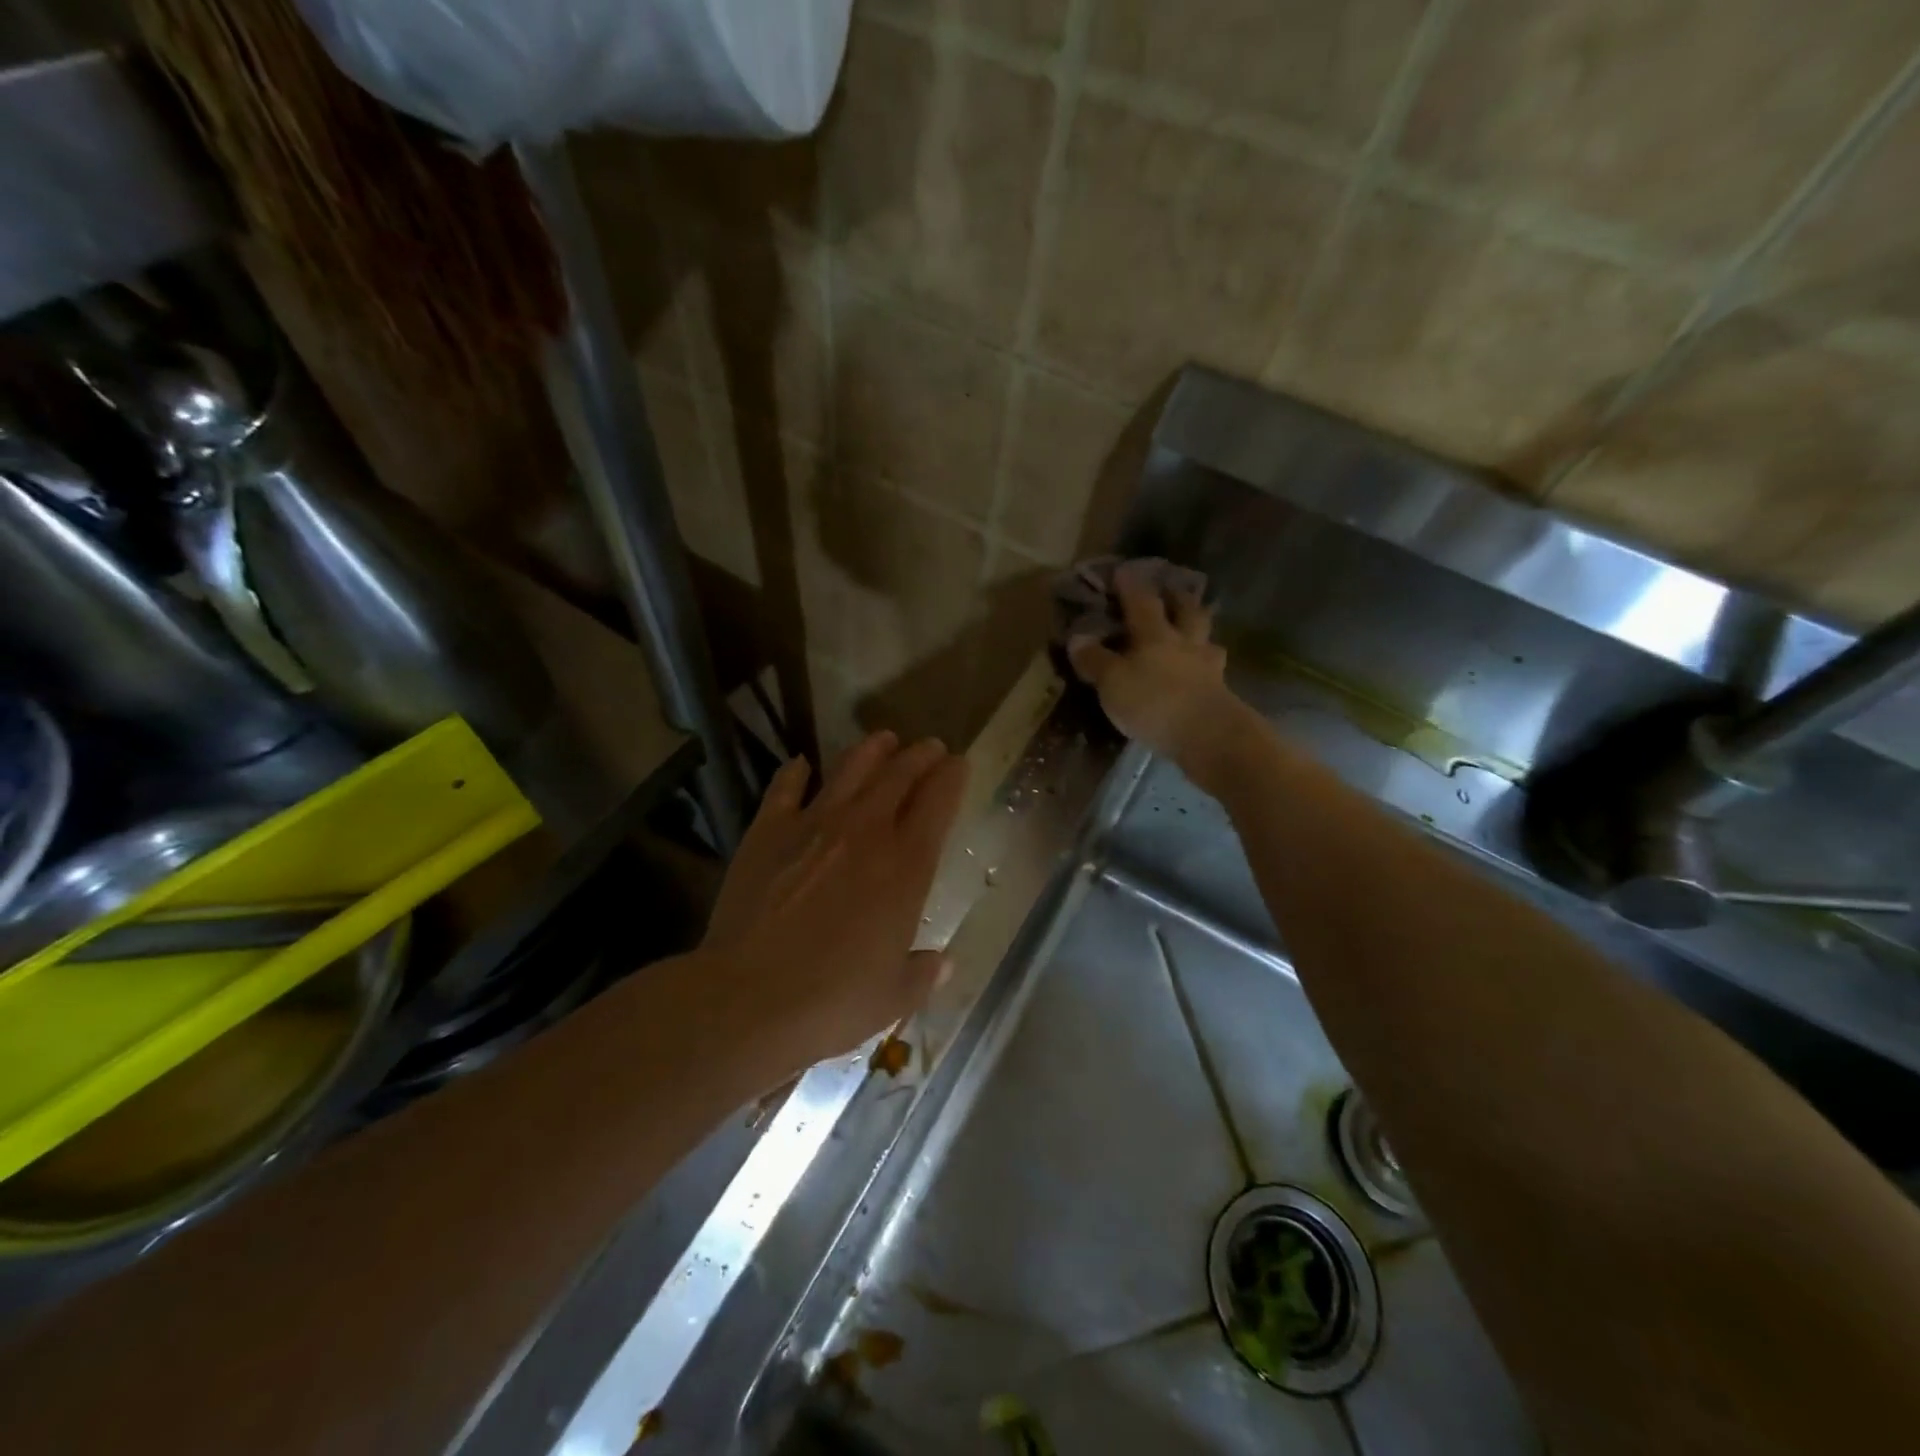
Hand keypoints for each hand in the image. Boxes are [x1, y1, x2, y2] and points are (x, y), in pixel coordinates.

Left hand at [699, 731, 969, 1076]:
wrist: (749, 998)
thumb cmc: (834, 1002)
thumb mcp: (894, 996)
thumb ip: (923, 974)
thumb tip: (942, 964)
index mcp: (906, 866)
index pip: (938, 803)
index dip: (952, 778)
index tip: (959, 763)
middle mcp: (865, 832)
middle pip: (900, 776)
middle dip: (920, 756)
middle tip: (930, 747)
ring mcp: (813, 825)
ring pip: (850, 769)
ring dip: (872, 751)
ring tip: (884, 740)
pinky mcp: (768, 831)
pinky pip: (785, 788)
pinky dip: (795, 773)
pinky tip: (801, 764)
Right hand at [1067, 563, 1233, 762]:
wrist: (1210, 736)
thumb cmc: (1155, 703)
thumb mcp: (1113, 683)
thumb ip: (1095, 660)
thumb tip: (1078, 638)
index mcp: (1156, 635)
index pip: (1141, 602)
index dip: (1131, 585)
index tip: (1124, 570)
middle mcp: (1185, 643)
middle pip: (1186, 612)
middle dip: (1178, 599)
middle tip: (1173, 591)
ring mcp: (1209, 668)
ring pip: (1206, 640)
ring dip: (1199, 632)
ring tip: (1193, 634)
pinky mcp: (1222, 694)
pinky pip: (1213, 671)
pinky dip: (1207, 667)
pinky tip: (1203, 675)